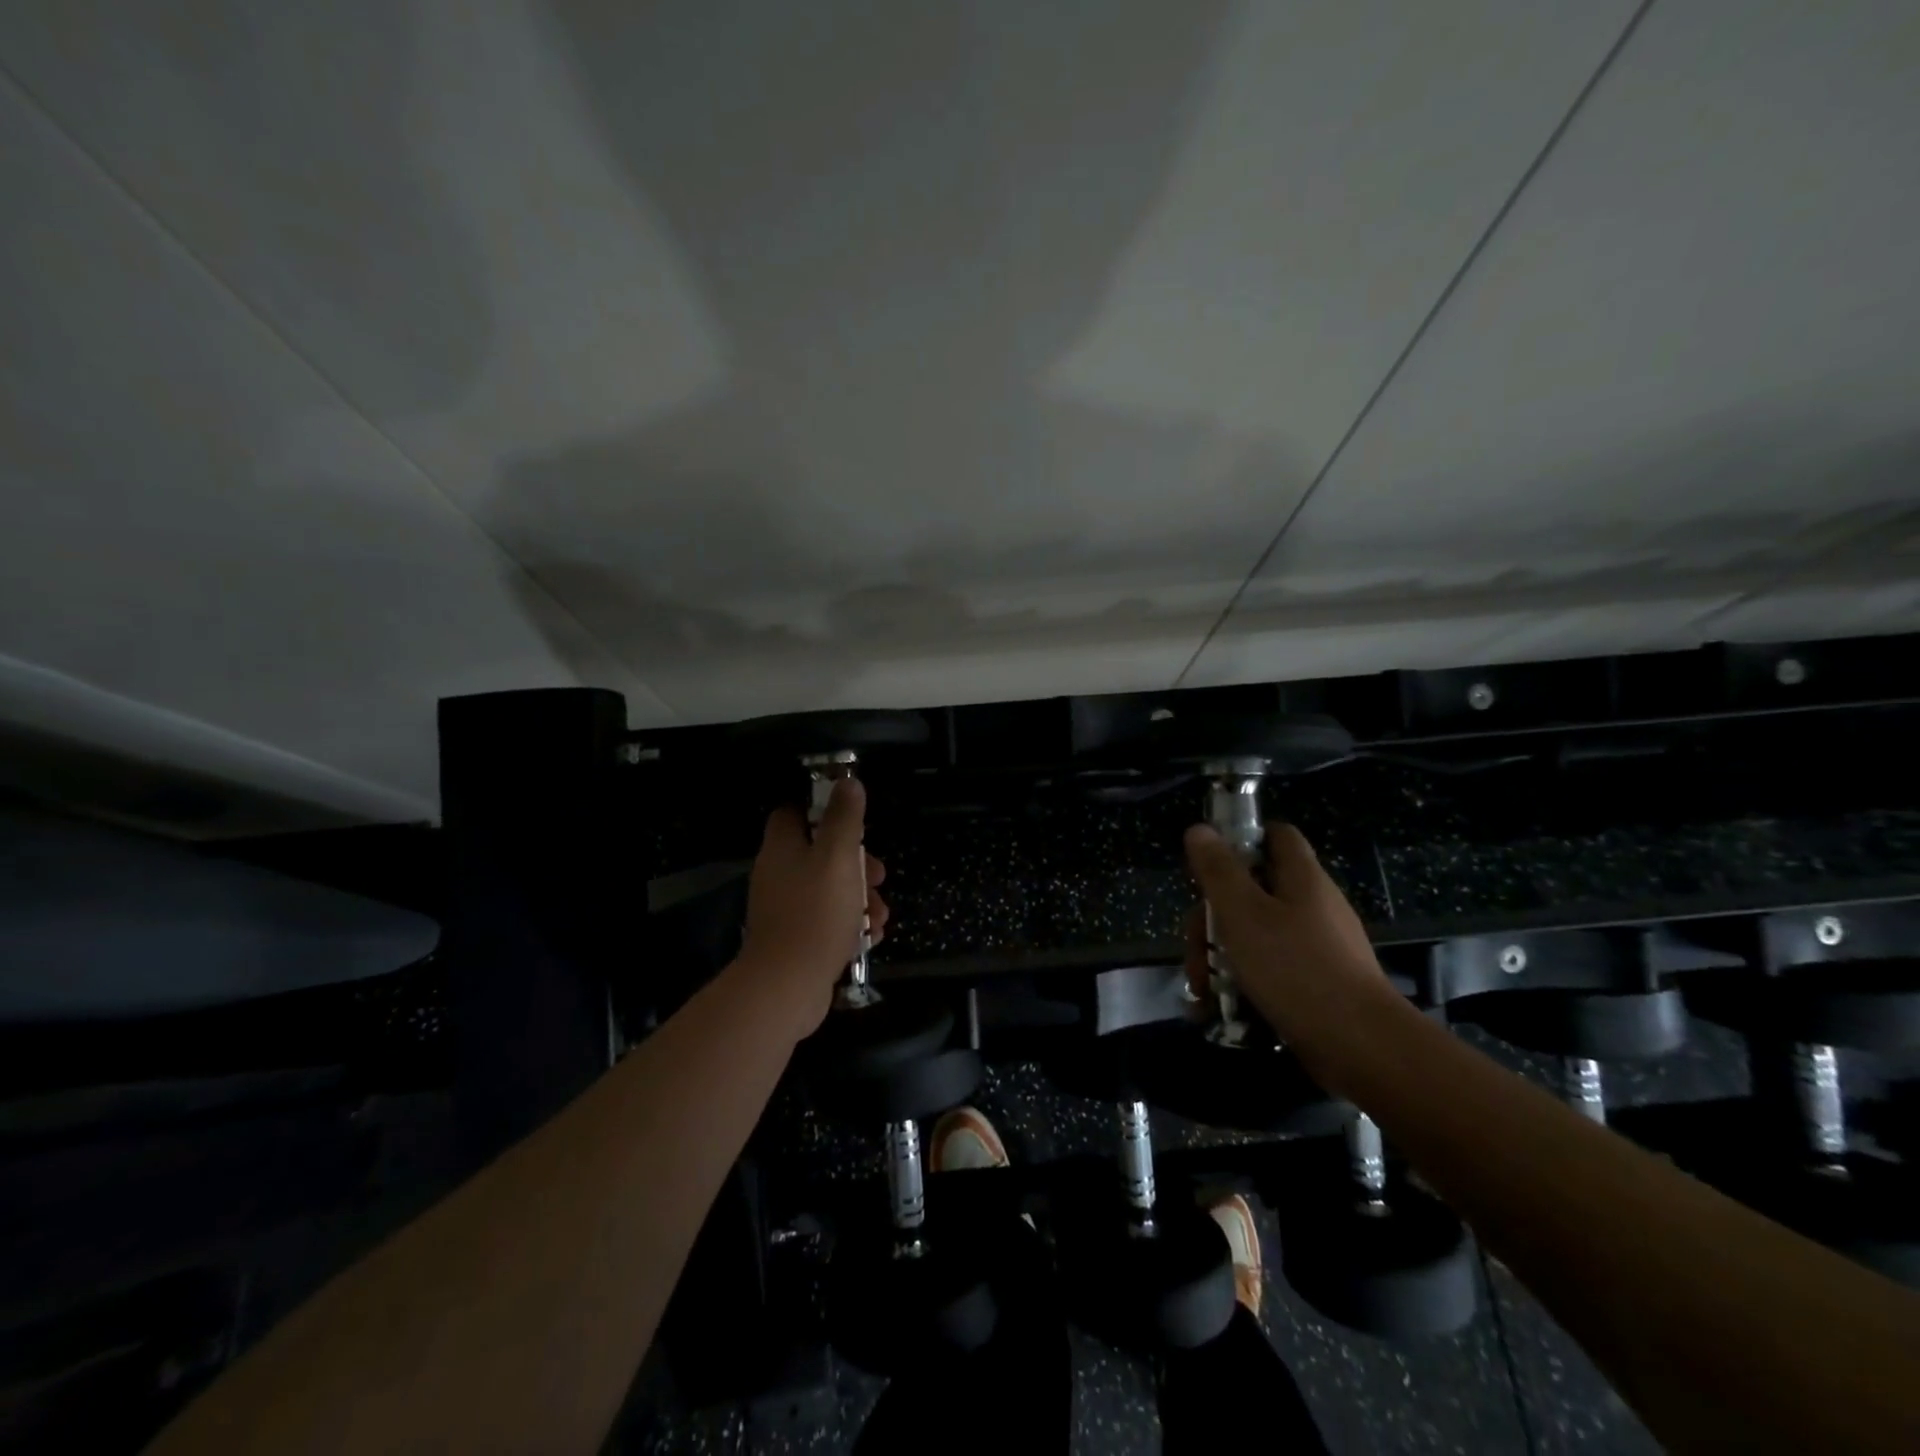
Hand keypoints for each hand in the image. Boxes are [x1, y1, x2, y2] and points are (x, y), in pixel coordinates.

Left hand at [737, 777, 888, 1034]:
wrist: (787, 986)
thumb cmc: (815, 913)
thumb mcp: (838, 857)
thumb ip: (845, 818)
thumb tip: (848, 783)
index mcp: (783, 848)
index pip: (794, 813)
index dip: (823, 811)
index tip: (854, 821)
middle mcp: (779, 874)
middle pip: (820, 854)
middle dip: (856, 863)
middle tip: (878, 875)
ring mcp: (786, 909)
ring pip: (829, 889)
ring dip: (860, 897)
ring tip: (882, 914)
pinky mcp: (796, 939)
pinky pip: (828, 921)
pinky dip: (851, 924)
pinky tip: (872, 935)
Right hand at [1183, 821, 1391, 1085]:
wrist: (1361, 1047)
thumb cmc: (1296, 968)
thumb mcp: (1243, 913)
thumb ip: (1218, 870)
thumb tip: (1199, 829)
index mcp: (1301, 878)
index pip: (1275, 835)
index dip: (1241, 840)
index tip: (1209, 865)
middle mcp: (1313, 905)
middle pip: (1253, 891)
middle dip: (1213, 917)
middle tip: (1195, 948)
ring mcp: (1318, 946)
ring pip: (1256, 934)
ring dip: (1221, 956)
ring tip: (1201, 989)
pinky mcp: (1318, 983)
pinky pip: (1271, 969)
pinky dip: (1243, 982)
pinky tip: (1219, 1008)